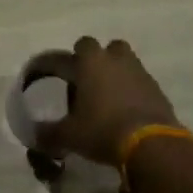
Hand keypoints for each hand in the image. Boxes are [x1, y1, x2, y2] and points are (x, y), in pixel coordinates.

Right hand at [36, 37, 180, 164]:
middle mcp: (115, 59)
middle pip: (105, 48)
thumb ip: (50, 133)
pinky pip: (141, 81)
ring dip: (117, 72)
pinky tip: (127, 110)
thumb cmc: (102, 130)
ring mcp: (139, 71)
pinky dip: (133, 90)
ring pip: (126, 61)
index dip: (66, 59)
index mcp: (91, 61)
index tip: (56, 74)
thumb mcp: (70, 135)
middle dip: (96, 60)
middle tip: (87, 82)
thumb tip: (35, 135)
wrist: (151, 145)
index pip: (74, 47)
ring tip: (108, 95)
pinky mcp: (157, 89)